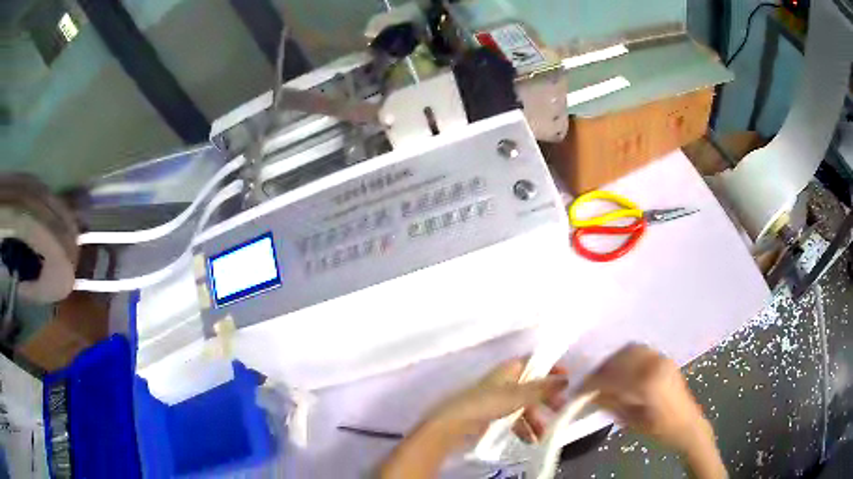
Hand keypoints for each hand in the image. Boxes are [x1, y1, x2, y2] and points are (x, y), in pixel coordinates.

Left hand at [425, 358, 568, 448]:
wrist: (454, 423)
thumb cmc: (487, 403)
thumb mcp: (519, 395)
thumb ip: (542, 389)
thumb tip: (565, 379)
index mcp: (510, 369)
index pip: (534, 362)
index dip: (550, 369)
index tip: (566, 380)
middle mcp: (505, 381)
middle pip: (531, 386)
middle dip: (546, 399)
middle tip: (560, 410)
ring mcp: (497, 398)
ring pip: (523, 405)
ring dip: (535, 419)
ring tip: (543, 435)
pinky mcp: (491, 414)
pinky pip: (512, 418)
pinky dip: (522, 428)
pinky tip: (529, 440)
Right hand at [580, 344, 712, 453]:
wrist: (688, 425)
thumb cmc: (661, 429)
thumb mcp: (633, 422)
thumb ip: (612, 404)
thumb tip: (591, 394)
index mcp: (648, 383)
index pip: (613, 376)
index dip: (593, 382)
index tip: (578, 389)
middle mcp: (655, 364)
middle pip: (621, 358)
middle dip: (602, 369)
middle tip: (589, 382)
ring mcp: (662, 359)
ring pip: (631, 350)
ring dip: (614, 360)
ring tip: (604, 375)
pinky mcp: (664, 359)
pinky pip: (641, 351)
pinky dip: (626, 357)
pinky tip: (621, 370)